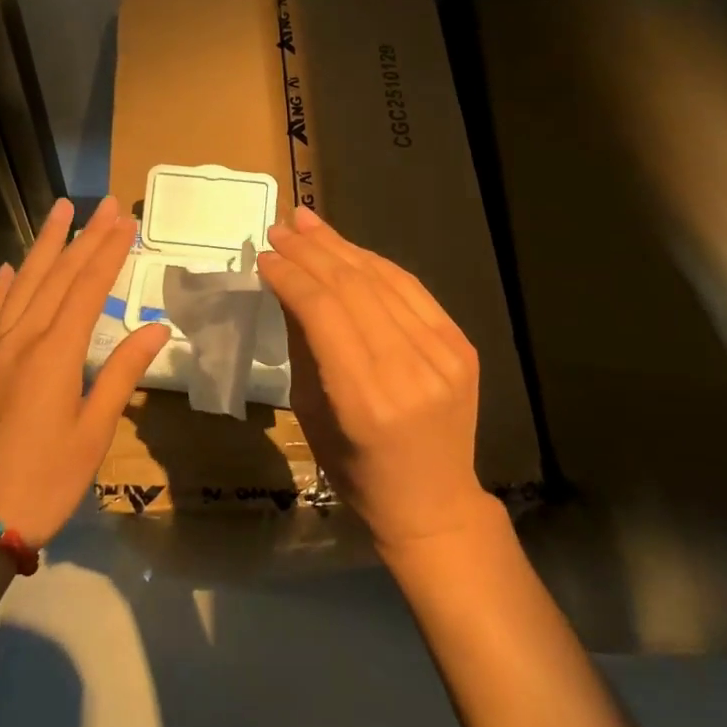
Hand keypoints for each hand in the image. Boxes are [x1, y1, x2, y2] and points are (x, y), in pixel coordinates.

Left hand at [0, 195, 170, 544]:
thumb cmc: (46, 482)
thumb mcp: (94, 432)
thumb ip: (122, 374)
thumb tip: (156, 328)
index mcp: (55, 354)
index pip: (88, 288)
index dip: (109, 252)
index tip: (125, 221)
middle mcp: (20, 340)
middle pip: (57, 277)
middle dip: (83, 237)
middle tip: (102, 204)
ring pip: (21, 285)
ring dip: (43, 247)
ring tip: (60, 212)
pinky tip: (6, 269)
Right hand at [258, 206, 501, 556]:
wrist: (435, 503)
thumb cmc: (357, 469)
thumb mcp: (312, 412)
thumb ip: (303, 344)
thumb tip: (286, 285)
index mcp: (364, 399)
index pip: (322, 312)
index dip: (291, 276)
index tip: (266, 256)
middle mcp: (408, 370)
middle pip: (352, 287)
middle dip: (310, 251)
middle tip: (281, 227)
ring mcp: (443, 354)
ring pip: (383, 279)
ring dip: (340, 246)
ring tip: (308, 222)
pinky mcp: (461, 345)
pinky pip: (411, 290)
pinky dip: (375, 264)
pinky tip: (348, 249)